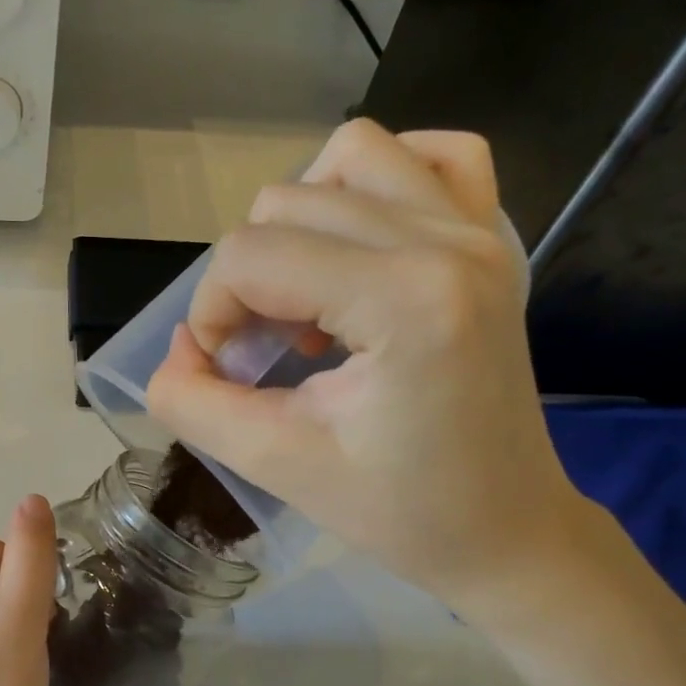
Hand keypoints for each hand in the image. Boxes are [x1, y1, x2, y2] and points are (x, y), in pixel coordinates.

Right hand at [147, 118, 592, 615]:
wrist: (506, 530)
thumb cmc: (397, 510)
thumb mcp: (273, 464)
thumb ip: (192, 402)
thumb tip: (179, 346)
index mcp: (403, 300)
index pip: (251, 256)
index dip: (212, 312)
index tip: (226, 373)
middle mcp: (446, 241)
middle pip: (285, 204)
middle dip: (247, 279)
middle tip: (267, 352)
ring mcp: (477, 230)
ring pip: (350, 156)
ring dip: (300, 222)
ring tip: (309, 295)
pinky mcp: (491, 237)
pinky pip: (431, 155)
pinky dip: (378, 182)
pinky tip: (359, 240)